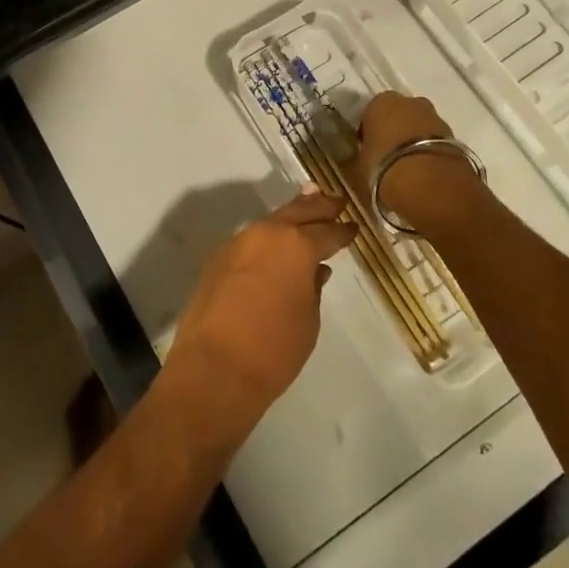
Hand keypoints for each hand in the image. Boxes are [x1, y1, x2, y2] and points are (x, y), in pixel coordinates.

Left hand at [163, 190, 356, 446]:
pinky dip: (268, 237)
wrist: (215, 367)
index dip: (342, 230)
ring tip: (307, 207)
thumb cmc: (274, 348)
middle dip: (318, 205)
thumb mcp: (308, 321)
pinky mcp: (218, 258)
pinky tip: (275, 244)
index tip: (353, 226)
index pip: (326, 231)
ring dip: (290, 216)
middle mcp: (266, 233)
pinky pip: (251, 240)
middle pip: (297, 212)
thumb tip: (314, 271)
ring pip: (271, 222)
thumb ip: (313, 288)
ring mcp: (238, 242)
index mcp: (296, 245)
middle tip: (336, 200)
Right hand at [356, 92, 486, 226]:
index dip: (369, 133)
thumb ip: (360, 157)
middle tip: (388, 159)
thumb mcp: (358, 167)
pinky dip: (430, 154)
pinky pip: (436, 143)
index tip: (368, 152)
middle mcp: (410, 102)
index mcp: (381, 102)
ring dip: (415, 142)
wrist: (432, 186)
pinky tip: (425, 174)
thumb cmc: (384, 169)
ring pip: (420, 128)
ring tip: (409, 170)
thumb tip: (361, 159)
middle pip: (399, 116)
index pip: (370, 114)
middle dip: (395, 132)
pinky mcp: (456, 137)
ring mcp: (436, 117)